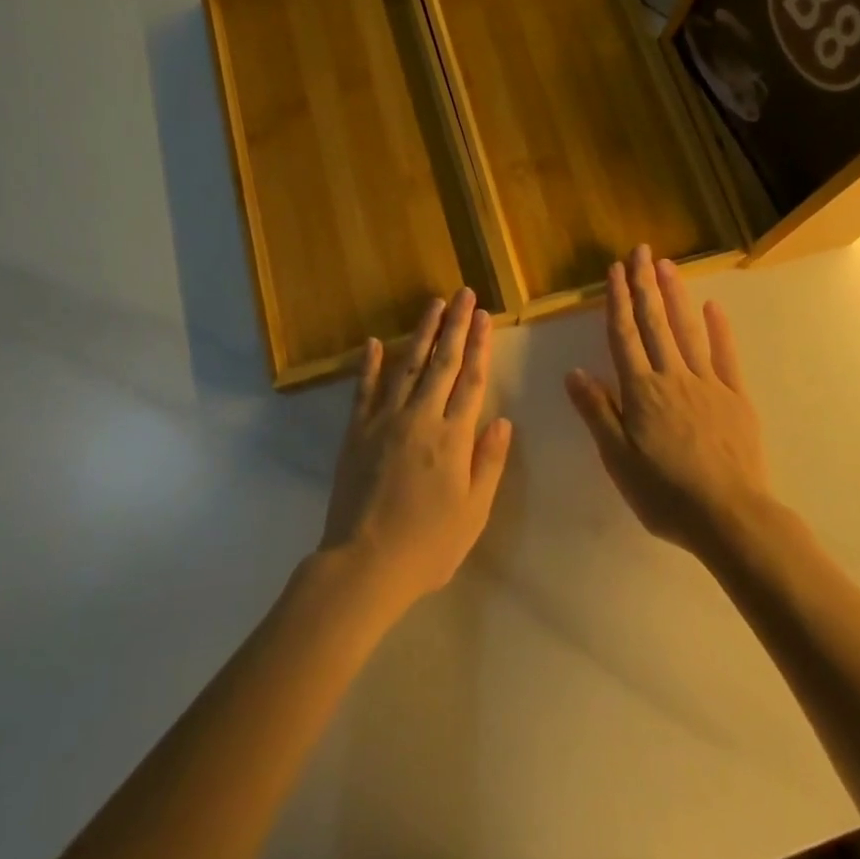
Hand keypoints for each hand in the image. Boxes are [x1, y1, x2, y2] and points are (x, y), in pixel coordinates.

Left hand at [319, 289, 513, 615]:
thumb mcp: (474, 513)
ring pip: (407, 365)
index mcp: (453, 437)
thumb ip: (489, 463)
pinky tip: (375, 342)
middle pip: (441, 362)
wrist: (364, 564)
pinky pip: (364, 390)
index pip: (470, 380)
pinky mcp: (356, 431)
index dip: (479, 346)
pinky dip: (370, 364)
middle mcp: (420, 418)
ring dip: (421, 333)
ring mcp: (384, 421)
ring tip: (433, 304)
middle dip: (455, 326)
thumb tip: (503, 420)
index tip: (484, 316)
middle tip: (463, 294)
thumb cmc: (428, 545)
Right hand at [565, 245, 771, 554]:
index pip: (624, 336)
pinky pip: (725, 356)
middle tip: (641, 251)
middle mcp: (672, 376)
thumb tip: (574, 371)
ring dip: (675, 295)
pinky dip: (718, 329)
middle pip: (655, 323)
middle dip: (645, 285)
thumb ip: (597, 412)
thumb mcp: (618, 459)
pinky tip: (712, 307)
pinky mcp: (736, 397)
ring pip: (687, 330)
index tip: (615, 270)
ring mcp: (708, 383)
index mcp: (641, 391)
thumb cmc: (665, 493)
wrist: (729, 517)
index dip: (618, 301)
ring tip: (667, 265)